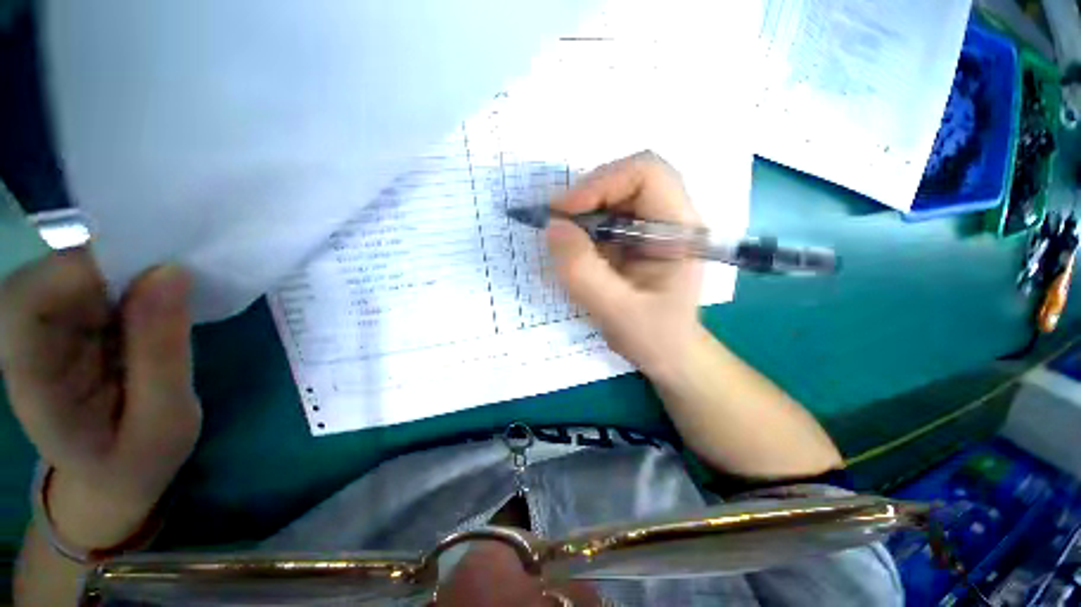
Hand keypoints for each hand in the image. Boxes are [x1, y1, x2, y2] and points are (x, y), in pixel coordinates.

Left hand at [0, 249, 200, 548]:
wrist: (112, 476)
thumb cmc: (138, 460)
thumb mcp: (165, 420)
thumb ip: (163, 353)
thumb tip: (172, 272)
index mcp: (33, 381)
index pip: (28, 302)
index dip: (81, 272)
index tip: (155, 269)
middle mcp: (26, 342)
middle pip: (50, 271)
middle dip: (115, 262)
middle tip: (175, 278)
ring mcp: (47, 329)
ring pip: (74, 266)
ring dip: (129, 267)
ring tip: (175, 292)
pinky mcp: (71, 321)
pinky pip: (95, 278)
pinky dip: (134, 275)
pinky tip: (163, 297)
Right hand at [547, 151, 702, 379]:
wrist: (668, 353)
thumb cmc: (655, 337)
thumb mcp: (617, 312)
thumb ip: (583, 272)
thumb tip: (554, 227)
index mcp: (680, 230)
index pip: (647, 174)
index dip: (602, 183)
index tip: (565, 212)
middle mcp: (670, 218)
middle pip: (626, 178)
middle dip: (587, 196)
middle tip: (558, 225)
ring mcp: (652, 226)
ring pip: (613, 194)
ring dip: (582, 211)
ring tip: (565, 240)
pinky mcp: (635, 237)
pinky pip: (605, 215)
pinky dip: (583, 225)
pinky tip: (576, 248)